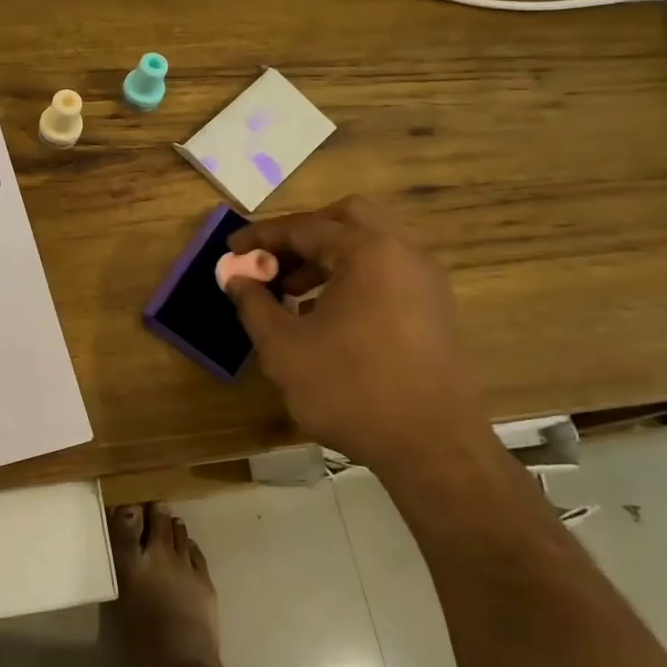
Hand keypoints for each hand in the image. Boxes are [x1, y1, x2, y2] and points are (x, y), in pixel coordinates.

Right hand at [222, 196, 488, 468]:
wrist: (432, 447)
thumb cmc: (350, 389)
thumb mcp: (283, 346)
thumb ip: (253, 303)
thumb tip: (235, 276)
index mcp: (367, 252)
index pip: (305, 227)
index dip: (261, 237)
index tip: (231, 250)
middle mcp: (403, 254)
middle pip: (346, 219)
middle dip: (302, 235)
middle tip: (271, 261)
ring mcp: (426, 282)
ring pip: (369, 246)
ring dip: (326, 259)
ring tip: (292, 294)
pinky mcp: (435, 310)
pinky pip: (386, 274)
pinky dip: (352, 278)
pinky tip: (327, 318)